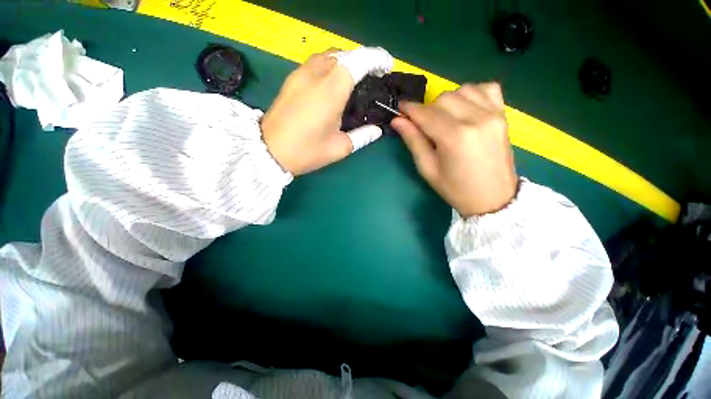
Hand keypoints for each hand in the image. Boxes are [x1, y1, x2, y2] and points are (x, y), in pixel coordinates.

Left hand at [261, 48, 391, 175]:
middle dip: (362, 60)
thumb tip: (376, 130)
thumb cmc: (307, 151)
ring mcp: (300, 74)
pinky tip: (333, 85)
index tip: (386, 67)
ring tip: (354, 80)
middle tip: (372, 77)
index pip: (358, 61)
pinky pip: (316, 63)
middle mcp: (316, 74)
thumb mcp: (339, 147)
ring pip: (328, 55)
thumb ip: (362, 136)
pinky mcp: (291, 79)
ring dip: (345, 62)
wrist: (269, 151)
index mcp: (331, 91)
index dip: (376, 59)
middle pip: (344, 54)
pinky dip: (330, 67)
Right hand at [391, 83, 517, 216]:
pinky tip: (465, 109)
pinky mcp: (503, 115)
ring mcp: (493, 114)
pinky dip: (471, 94)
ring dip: (448, 102)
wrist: (493, 198)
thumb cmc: (455, 189)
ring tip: (445, 120)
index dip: (409, 109)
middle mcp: (475, 118)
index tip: (400, 109)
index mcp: (454, 137)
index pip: (426, 113)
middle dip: (428, 110)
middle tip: (425, 126)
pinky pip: (486, 88)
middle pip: (443, 98)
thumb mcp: (428, 169)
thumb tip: (398, 121)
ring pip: (462, 89)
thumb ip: (413, 141)